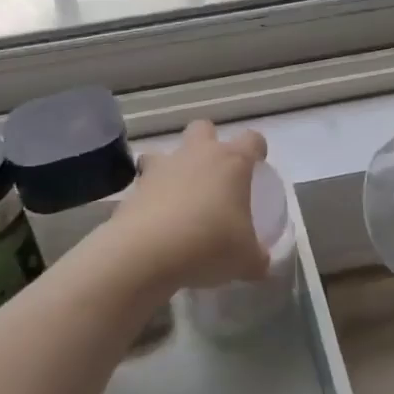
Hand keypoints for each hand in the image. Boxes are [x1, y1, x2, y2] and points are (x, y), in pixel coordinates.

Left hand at [113, 120, 269, 291]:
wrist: (146, 253)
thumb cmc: (209, 245)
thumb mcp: (246, 261)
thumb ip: (257, 258)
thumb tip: (260, 263)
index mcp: (232, 163)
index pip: (252, 140)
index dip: (257, 150)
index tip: (257, 165)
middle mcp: (196, 155)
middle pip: (203, 129)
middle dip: (208, 143)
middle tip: (213, 175)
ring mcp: (161, 168)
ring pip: (165, 152)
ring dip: (171, 169)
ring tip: (177, 199)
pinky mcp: (133, 188)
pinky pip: (144, 184)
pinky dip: (150, 198)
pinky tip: (156, 224)